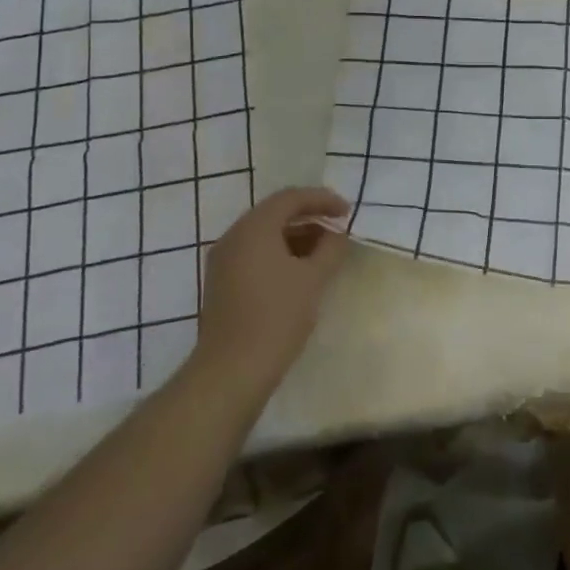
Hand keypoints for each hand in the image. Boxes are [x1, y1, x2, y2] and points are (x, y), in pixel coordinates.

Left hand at [190, 187, 350, 396]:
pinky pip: (255, 254)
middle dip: (310, 217)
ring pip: (264, 235)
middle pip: (275, 213)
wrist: (232, 370)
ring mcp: (223, 261)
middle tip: (337, 227)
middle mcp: (233, 237)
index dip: (322, 200)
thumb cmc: (277, 316)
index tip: (347, 212)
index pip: (291, 198)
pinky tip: (301, 271)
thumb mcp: (313, 279)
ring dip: (296, 236)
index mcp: (254, 229)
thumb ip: (330, 249)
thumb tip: (337, 236)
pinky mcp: (222, 283)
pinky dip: (280, 253)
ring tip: (325, 251)